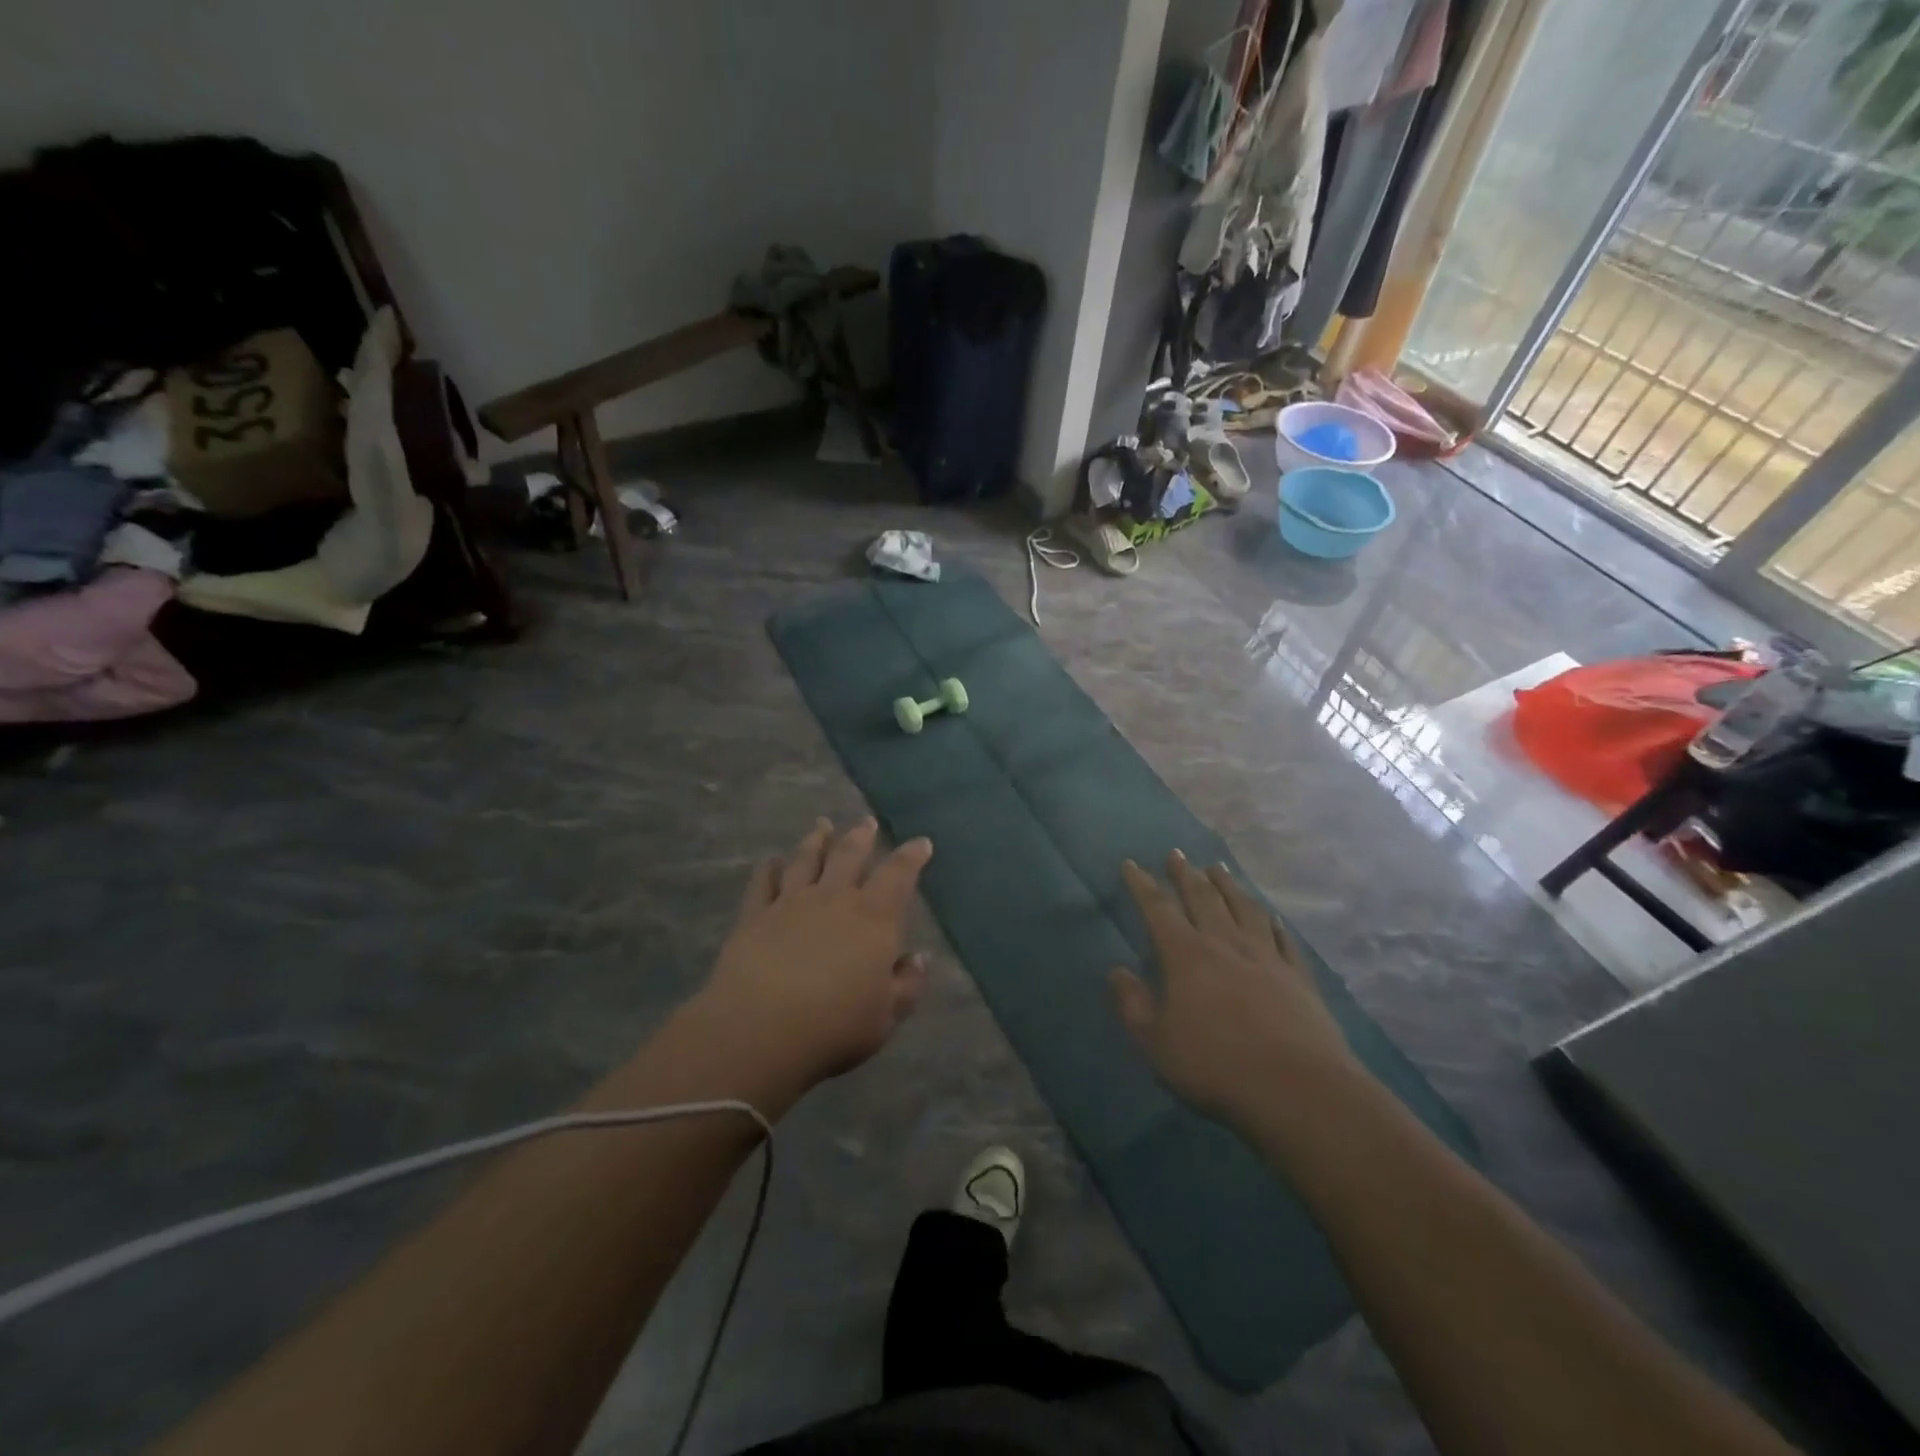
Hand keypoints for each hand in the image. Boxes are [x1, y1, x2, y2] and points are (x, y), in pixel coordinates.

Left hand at [694, 818, 931, 1100]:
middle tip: (866, 822)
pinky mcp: (755, 916)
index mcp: (873, 918)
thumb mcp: (886, 1016)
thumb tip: (919, 958)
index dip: (911, 856)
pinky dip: (768, 869)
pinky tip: (770, 861)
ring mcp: (791, 903)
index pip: (898, 875)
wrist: (761, 1029)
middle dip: (861, 836)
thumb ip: (907, 984)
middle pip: (849, 856)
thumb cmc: (835, 1025)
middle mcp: (834, 899)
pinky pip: (763, 883)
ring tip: (822, 825)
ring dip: (816, 840)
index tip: (921, 843)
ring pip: (806, 860)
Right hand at [1110, 853, 1358, 1125]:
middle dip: (1185, 874)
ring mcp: (1266, 957)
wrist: (1297, 1089)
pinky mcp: (1298, 977)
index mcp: (1186, 956)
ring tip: (1218, 868)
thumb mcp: (1156, 1043)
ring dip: (1228, 885)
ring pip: (1244, 908)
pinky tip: (1271, 915)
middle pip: (1203, 898)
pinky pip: (1283, 939)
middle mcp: (1225, 944)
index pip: (1158, 909)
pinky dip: (1273, 922)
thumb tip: (1116, 971)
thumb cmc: (1215, 1065)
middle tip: (1176, 854)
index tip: (1131, 863)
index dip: (1142, 885)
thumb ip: (1133, 1005)